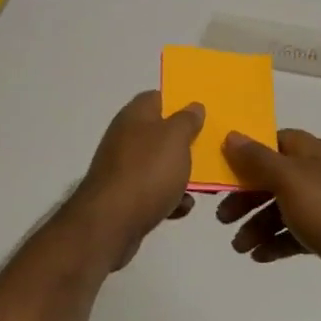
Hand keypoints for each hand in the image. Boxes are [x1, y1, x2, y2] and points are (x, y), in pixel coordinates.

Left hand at [71, 91, 202, 270]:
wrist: (111, 223)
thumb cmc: (147, 171)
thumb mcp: (175, 138)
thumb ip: (187, 120)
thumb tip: (193, 106)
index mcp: (135, 116)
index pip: (157, 97)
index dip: (179, 102)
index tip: (202, 114)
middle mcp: (125, 138)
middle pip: (161, 133)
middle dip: (185, 143)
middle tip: (209, 151)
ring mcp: (123, 169)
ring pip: (160, 165)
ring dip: (181, 175)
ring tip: (201, 185)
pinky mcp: (124, 197)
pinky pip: (153, 192)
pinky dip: (169, 199)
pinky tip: (181, 208)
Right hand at [216, 130, 320, 297]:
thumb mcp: (288, 179)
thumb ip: (258, 159)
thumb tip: (231, 136)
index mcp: (310, 153)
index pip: (274, 142)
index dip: (248, 154)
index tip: (225, 170)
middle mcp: (316, 174)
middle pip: (272, 179)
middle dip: (246, 198)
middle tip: (222, 218)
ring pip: (280, 210)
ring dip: (256, 226)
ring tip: (239, 247)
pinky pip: (293, 234)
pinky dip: (275, 243)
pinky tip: (258, 257)